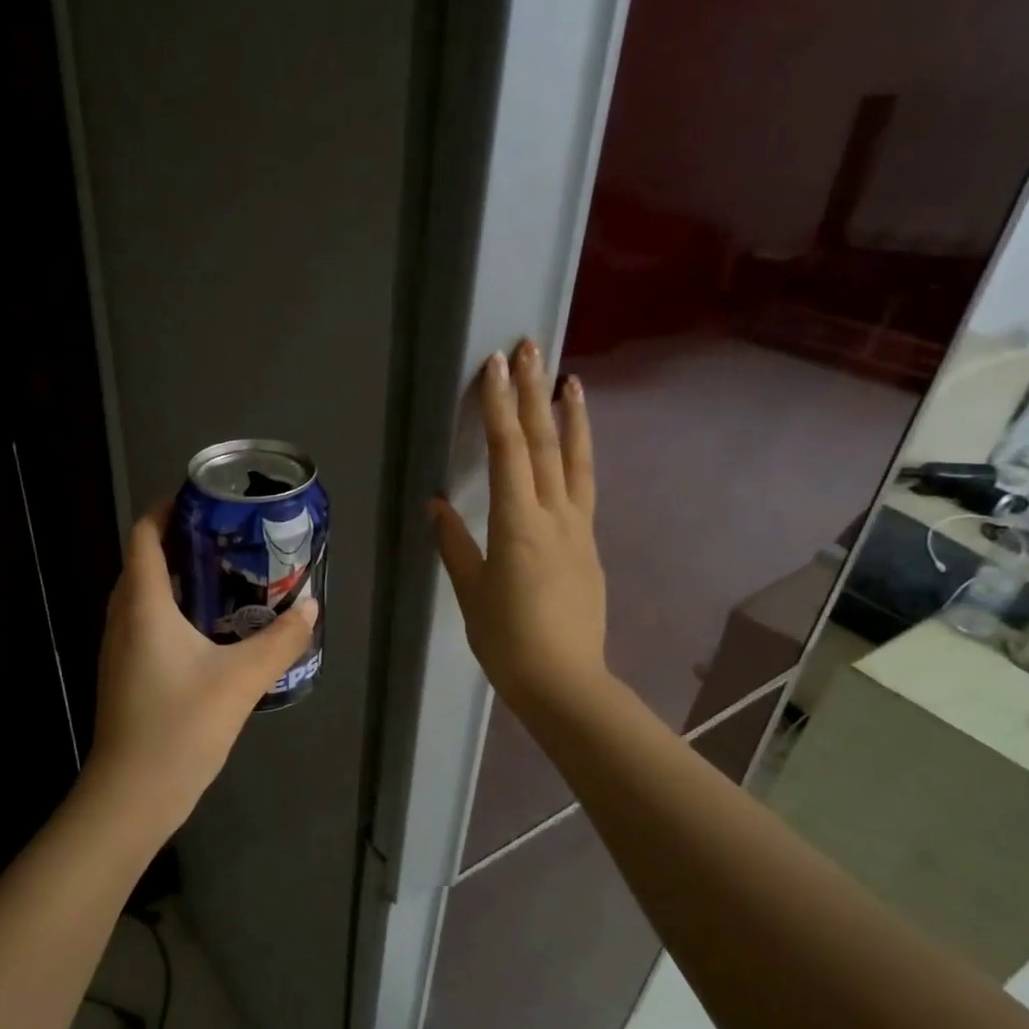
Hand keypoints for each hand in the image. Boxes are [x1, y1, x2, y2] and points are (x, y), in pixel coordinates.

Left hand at [85, 505, 318, 830]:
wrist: (132, 795)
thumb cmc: (180, 726)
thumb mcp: (242, 679)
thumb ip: (281, 640)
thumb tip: (311, 606)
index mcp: (143, 605)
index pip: (144, 536)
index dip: (168, 509)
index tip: (206, 502)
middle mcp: (123, 618)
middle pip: (144, 561)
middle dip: (182, 542)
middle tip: (229, 539)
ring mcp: (120, 649)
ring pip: (144, 595)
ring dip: (178, 578)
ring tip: (226, 577)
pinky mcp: (126, 675)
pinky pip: (146, 624)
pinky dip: (174, 611)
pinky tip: (211, 630)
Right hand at [430, 341, 608, 716]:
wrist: (564, 681)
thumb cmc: (507, 640)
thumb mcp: (471, 591)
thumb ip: (456, 543)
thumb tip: (439, 504)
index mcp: (518, 525)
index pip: (508, 451)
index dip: (500, 406)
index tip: (495, 366)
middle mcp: (554, 515)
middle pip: (544, 443)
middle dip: (533, 392)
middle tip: (530, 348)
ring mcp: (578, 528)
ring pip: (576, 461)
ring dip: (570, 417)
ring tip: (569, 380)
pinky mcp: (589, 544)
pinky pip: (585, 487)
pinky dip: (580, 455)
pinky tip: (575, 444)